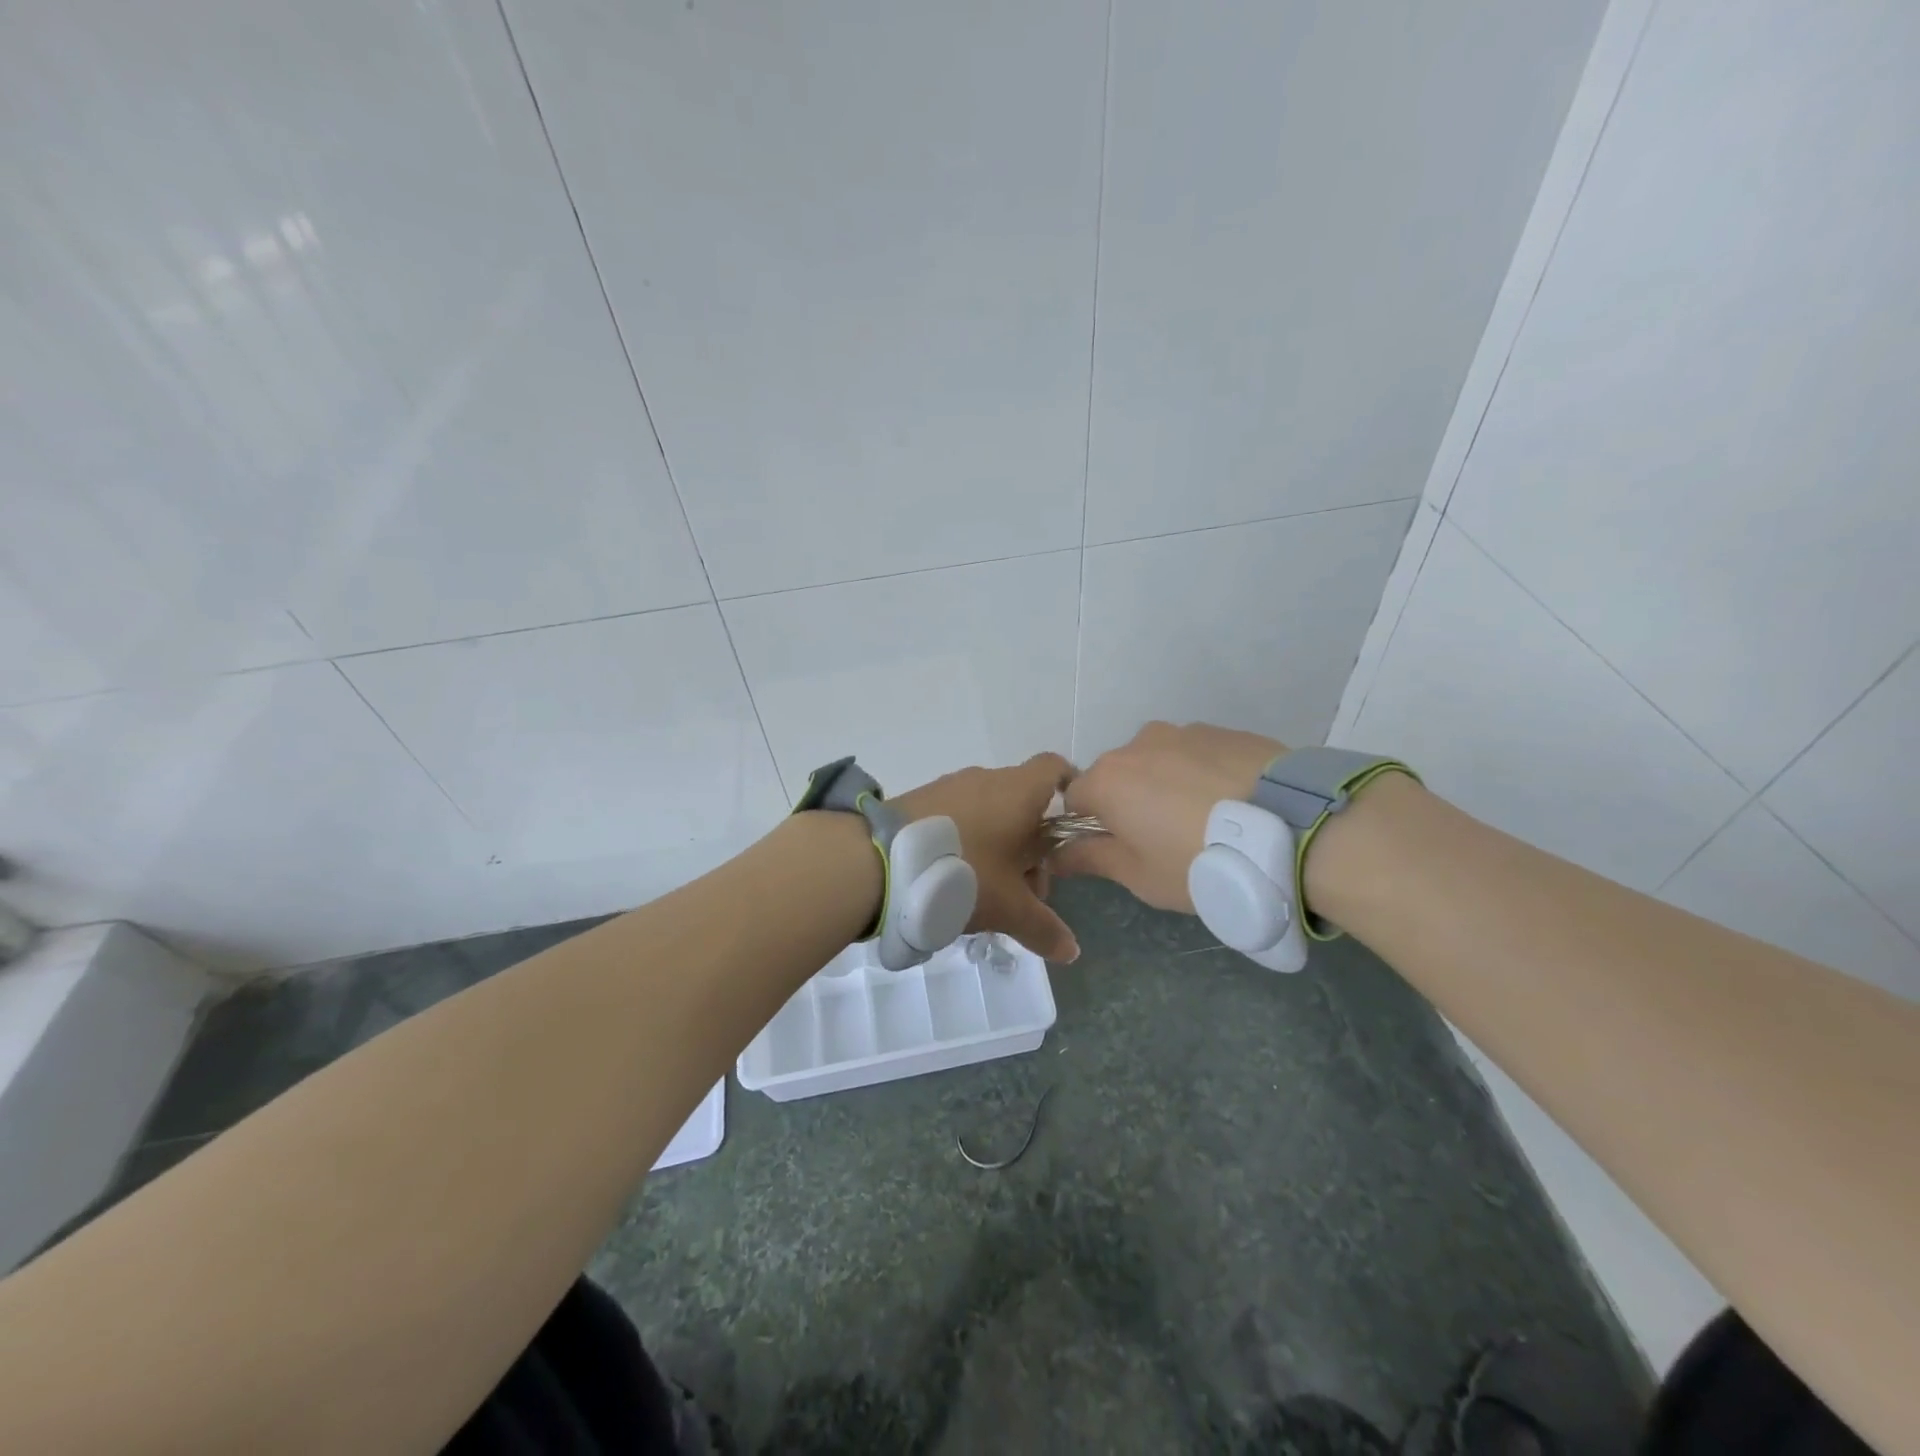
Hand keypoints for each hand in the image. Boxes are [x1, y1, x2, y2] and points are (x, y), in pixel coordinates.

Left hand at [895, 753, 1079, 962]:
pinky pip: (960, 816)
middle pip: (1024, 804)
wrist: (878, 860)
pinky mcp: (921, 799)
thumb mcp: (1008, 908)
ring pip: (991, 812)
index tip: (1069, 831)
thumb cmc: (961, 873)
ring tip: (988, 892)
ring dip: (999, 847)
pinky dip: (968, 841)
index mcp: (1019, 791)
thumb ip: (1043, 927)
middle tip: (1026, 890)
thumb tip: (1072, 950)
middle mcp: (987, 779)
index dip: (1069, 792)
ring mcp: (951, 787)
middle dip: (1032, 846)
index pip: (1056, 769)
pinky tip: (954, 879)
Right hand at [1055, 722, 1283, 912]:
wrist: (1290, 828)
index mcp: (1107, 780)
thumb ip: (1091, 858)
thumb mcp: (1140, 875)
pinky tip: (1232, 802)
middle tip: (1163, 838)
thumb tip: (1055, 855)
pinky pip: (1197, 754)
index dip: (1088, 825)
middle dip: (1129, 801)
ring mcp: (1183, 732)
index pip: (1074, 798)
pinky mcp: (1224, 731)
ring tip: (1206, 818)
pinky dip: (1202, 774)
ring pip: (1158, 760)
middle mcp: (1136, 745)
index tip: (1115, 847)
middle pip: (1117, 774)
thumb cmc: (1199, 861)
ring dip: (1166, 784)